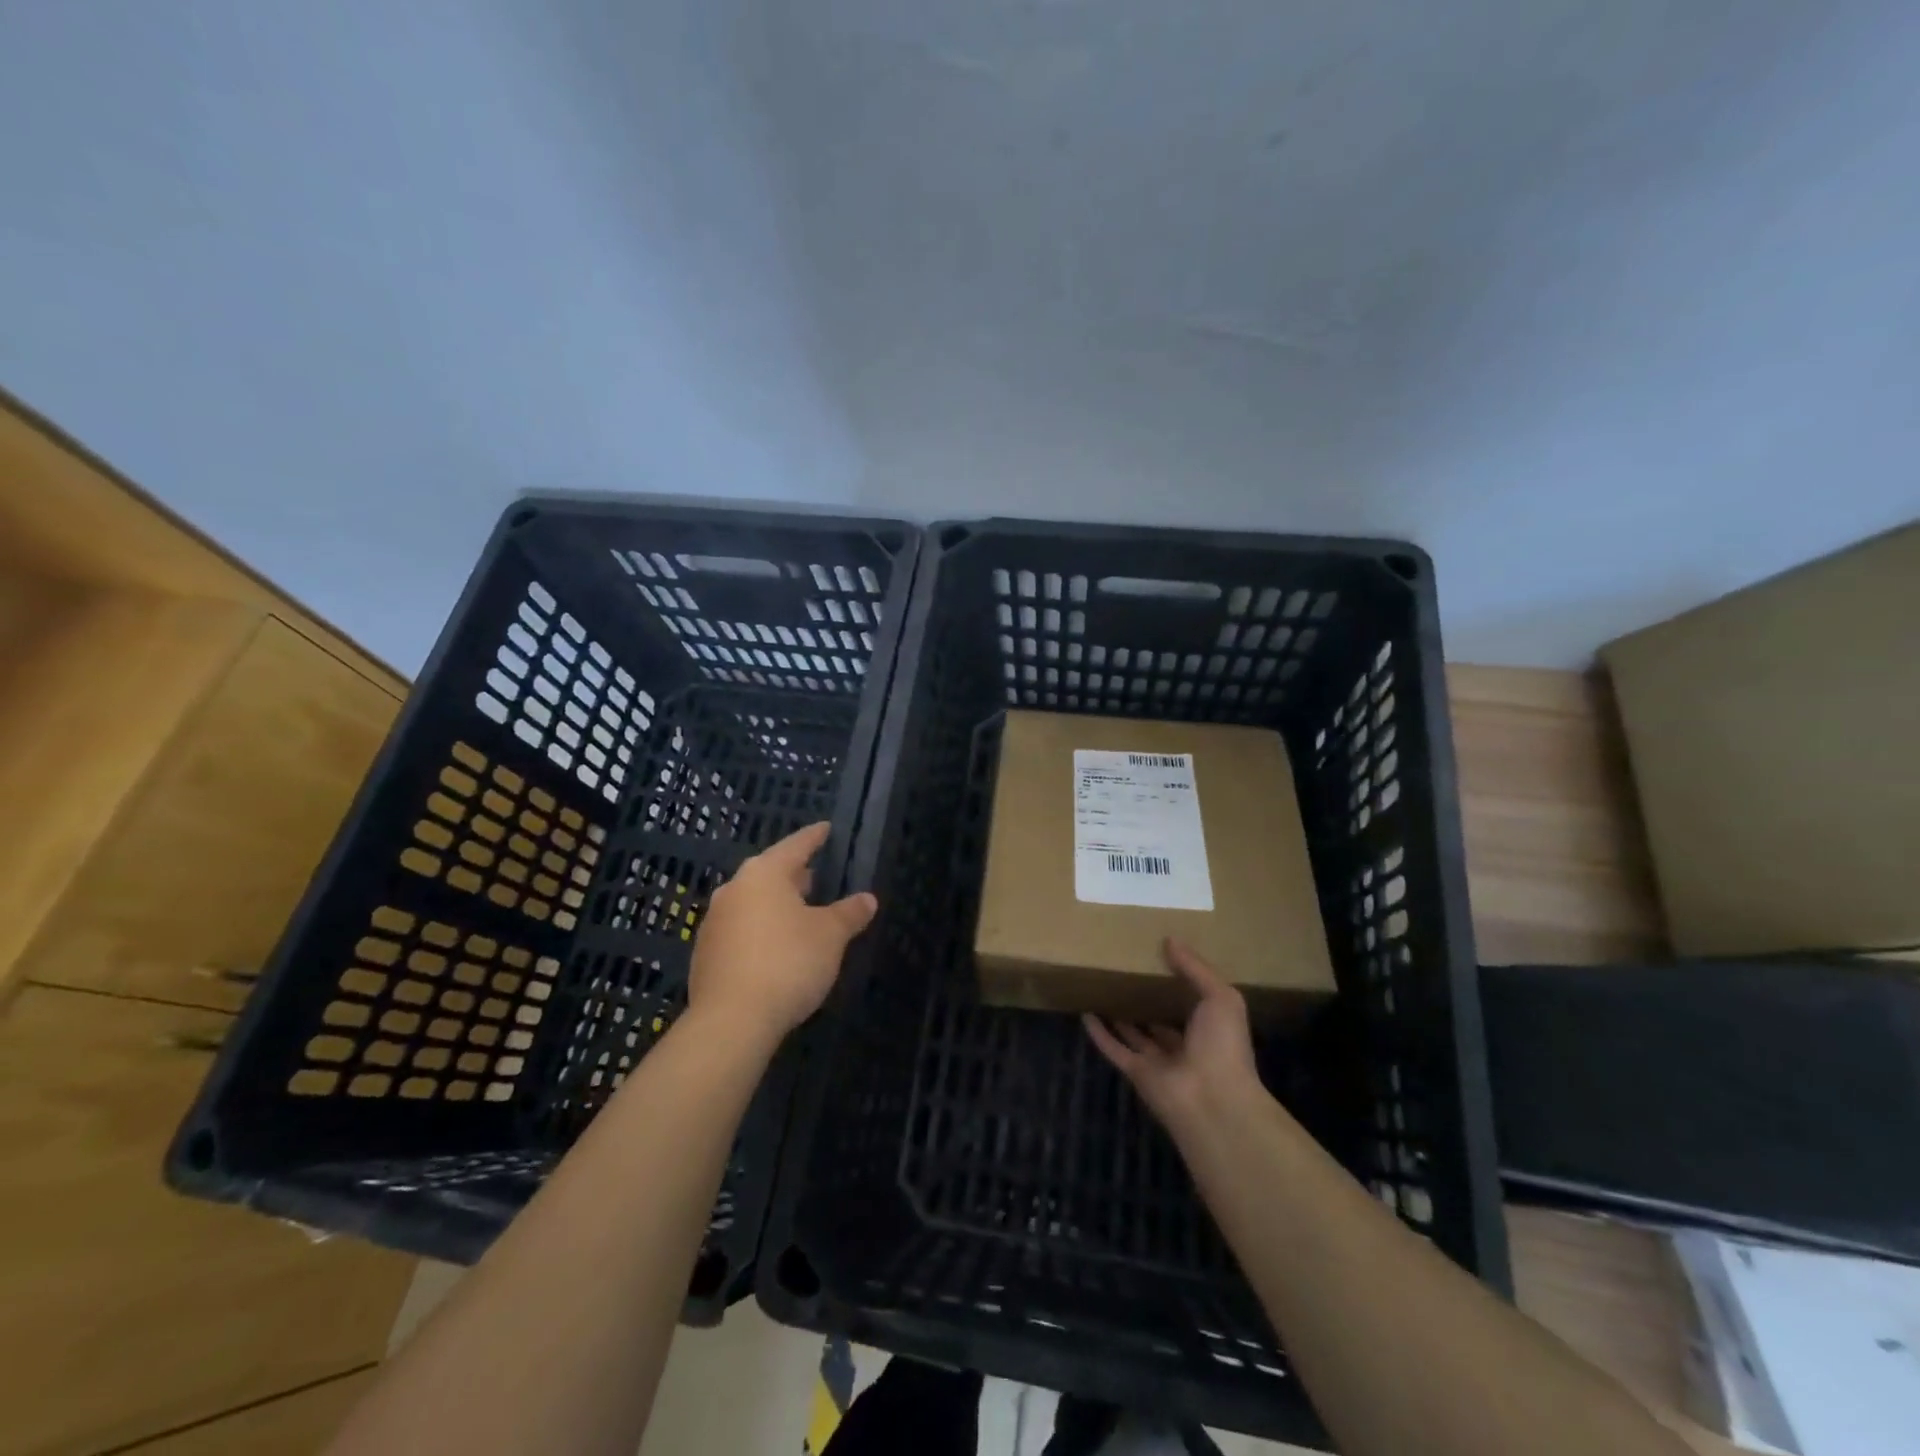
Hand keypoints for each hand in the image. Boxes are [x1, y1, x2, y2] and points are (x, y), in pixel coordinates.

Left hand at [688, 822, 876, 1045]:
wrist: (731, 1020)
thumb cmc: (788, 962)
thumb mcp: (830, 936)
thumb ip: (849, 913)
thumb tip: (868, 899)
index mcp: (764, 875)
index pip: (795, 846)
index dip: (814, 838)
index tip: (825, 828)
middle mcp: (734, 890)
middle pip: (769, 873)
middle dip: (792, 874)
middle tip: (814, 875)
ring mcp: (714, 922)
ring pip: (751, 901)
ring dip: (774, 903)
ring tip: (797, 911)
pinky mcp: (705, 954)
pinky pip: (739, 929)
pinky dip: (759, 929)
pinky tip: (774, 946)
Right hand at [1084, 939, 1263, 1133]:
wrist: (1212, 1101)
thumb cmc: (1223, 1045)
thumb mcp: (1221, 997)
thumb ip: (1196, 968)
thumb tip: (1170, 940)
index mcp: (1210, 1029)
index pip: (1191, 1004)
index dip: (1177, 984)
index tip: (1158, 959)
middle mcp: (1184, 1046)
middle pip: (1161, 1020)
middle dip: (1147, 1000)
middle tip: (1127, 972)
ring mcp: (1159, 1061)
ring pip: (1135, 1035)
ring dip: (1120, 1016)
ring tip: (1103, 989)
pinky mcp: (1137, 1073)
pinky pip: (1114, 1049)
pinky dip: (1099, 1034)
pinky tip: (1085, 1014)